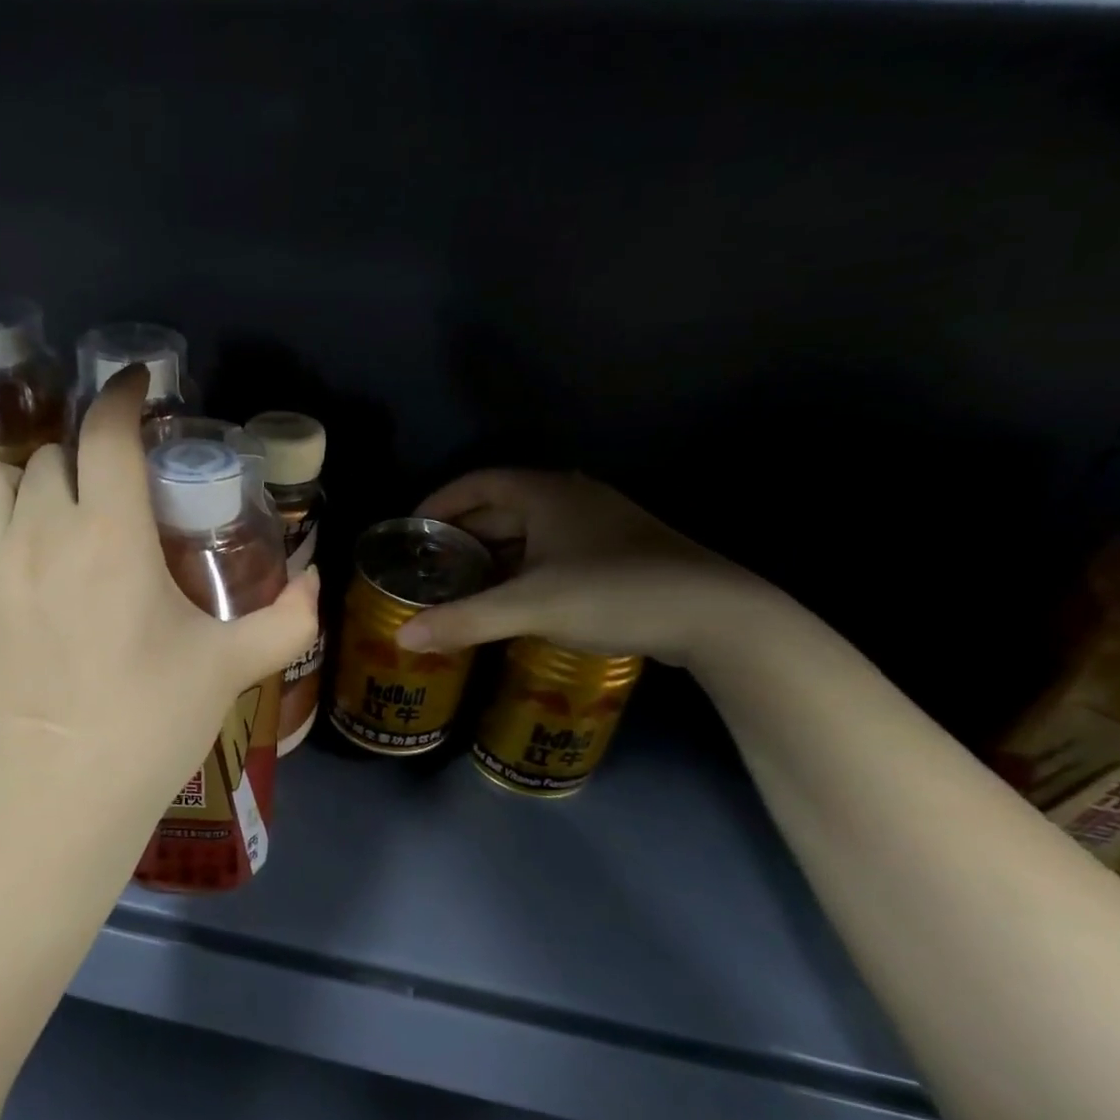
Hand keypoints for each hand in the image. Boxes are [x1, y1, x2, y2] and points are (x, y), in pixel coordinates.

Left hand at [0, 368, 318, 851]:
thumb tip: (316, 583)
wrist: (59, 802)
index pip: (107, 434)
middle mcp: (37, 535)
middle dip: (80, 459)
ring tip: (37, 513)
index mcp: (108, 536)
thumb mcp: (230, 668)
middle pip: (46, 456)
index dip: (122, 396)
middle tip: (105, 492)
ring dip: (11, 482)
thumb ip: (286, 620)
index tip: (136, 388)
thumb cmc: (149, 726)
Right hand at [395, 470, 770, 668]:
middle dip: (460, 533)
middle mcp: (570, 498)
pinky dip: (520, 569)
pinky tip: (509, 598)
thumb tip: (402, 638)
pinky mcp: (615, 553)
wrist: (717, 615)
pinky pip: (550, 551)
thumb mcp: (531, 607)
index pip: (477, 482)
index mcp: (546, 493)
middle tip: (426, 564)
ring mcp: (598, 526)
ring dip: (491, 554)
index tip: (410, 530)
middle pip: (500, 507)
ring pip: (527, 532)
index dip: (438, 502)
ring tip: (457, 584)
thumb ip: (464, 620)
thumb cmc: (615, 593)